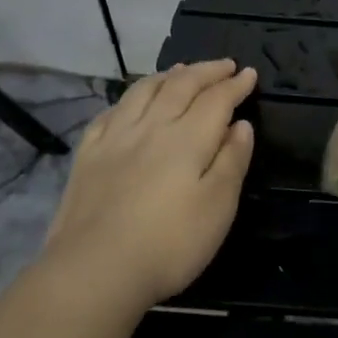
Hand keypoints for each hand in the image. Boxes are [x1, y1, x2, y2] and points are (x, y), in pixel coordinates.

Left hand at [41, 59, 255, 307]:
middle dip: (206, 71)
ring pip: (144, 91)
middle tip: (224, 65)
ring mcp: (115, 139)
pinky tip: (132, 102)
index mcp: (188, 138)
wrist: (93, 272)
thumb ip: (232, 160)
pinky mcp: (87, 156)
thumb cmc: (169, 244)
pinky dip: (129, 99)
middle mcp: (152, 127)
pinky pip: (110, 113)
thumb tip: (241, 125)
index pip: (216, 99)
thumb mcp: (218, 206)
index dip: (235, 85)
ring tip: (182, 69)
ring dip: (168, 75)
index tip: (249, 73)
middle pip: (181, 85)